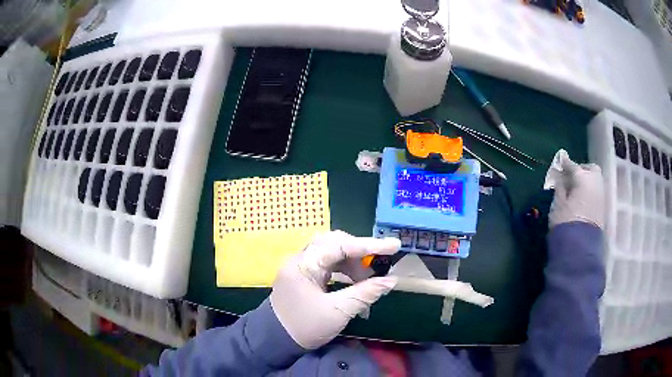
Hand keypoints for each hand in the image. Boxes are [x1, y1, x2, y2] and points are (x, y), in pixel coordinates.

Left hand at [270, 230, 399, 349]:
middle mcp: (300, 259)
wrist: (275, 340)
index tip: (394, 246)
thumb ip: (365, 293)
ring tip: (369, 279)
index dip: (369, 245)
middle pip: (335, 242)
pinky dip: (344, 270)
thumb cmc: (305, 327)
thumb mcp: (338, 312)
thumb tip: (391, 280)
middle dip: (360, 252)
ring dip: (353, 262)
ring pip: (332, 252)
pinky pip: (328, 264)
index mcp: (304, 265)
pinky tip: (355, 281)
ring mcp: (301, 266)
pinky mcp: (304, 275)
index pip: (340, 245)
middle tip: (379, 264)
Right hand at [549, 156, 604, 228]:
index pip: (573, 166)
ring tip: (577, 189)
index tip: (560, 161)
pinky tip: (582, 198)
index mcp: (583, 178)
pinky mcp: (602, 209)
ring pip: (595, 181)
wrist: (579, 248)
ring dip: (587, 181)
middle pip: (591, 169)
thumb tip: (560, 178)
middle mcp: (595, 183)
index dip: (565, 163)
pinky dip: (590, 192)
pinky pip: (596, 193)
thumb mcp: (558, 203)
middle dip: (582, 169)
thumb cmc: (566, 222)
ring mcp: (601, 196)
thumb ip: (560, 187)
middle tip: (571, 176)